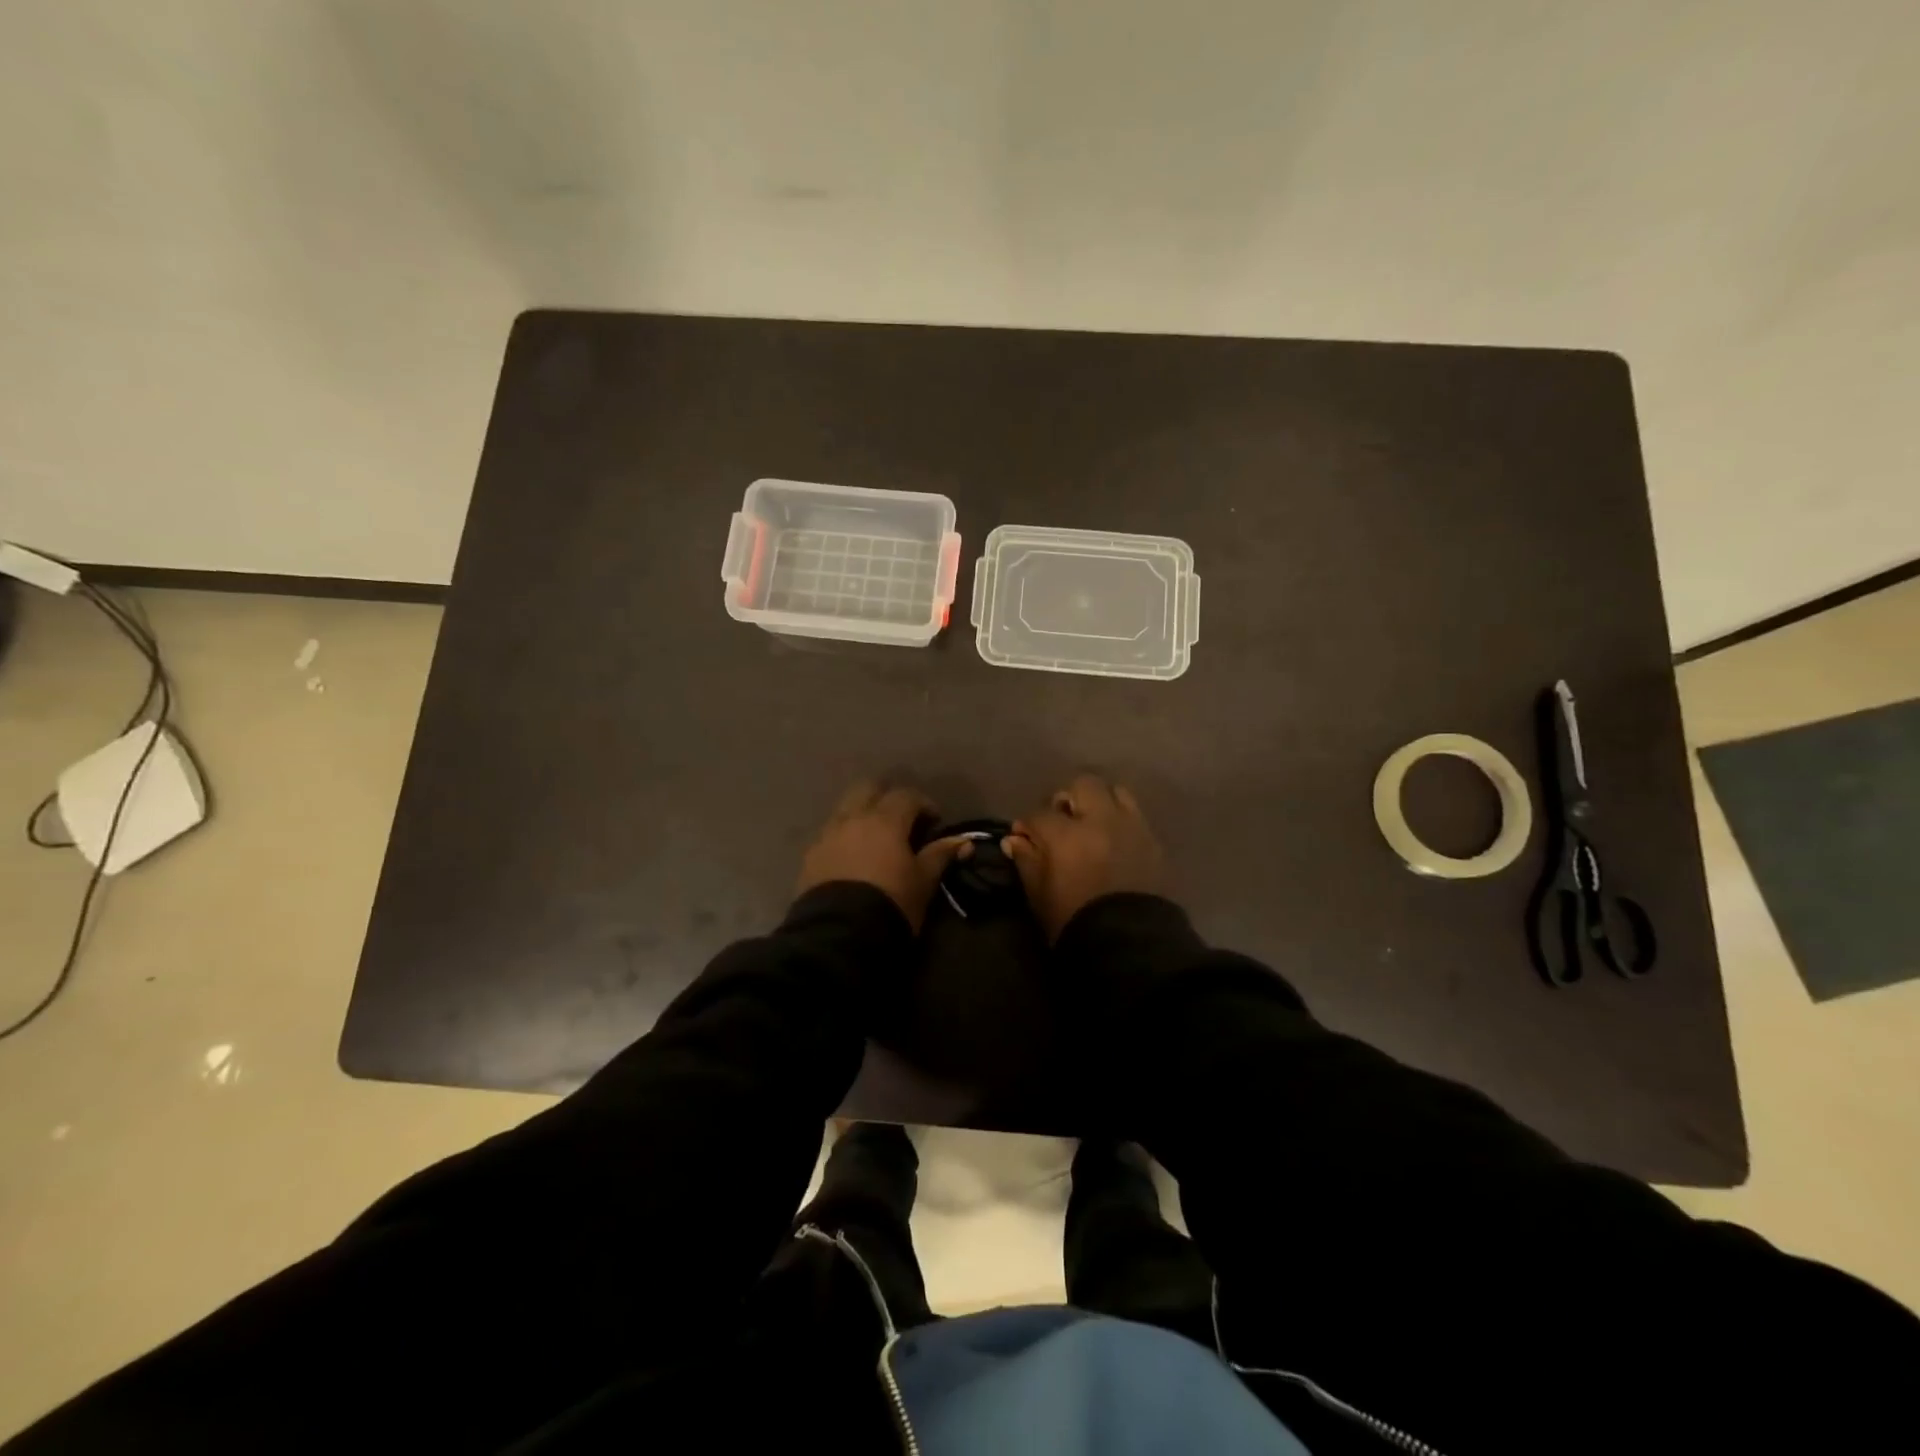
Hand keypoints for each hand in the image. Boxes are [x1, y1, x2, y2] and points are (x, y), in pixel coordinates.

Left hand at [796, 782, 971, 931]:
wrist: (840, 935)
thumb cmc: (891, 902)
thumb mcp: (923, 881)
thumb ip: (940, 855)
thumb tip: (964, 841)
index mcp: (885, 820)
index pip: (906, 795)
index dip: (923, 804)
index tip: (934, 822)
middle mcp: (853, 818)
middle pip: (868, 788)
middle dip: (886, 797)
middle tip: (901, 820)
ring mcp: (827, 834)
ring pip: (845, 808)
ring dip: (862, 814)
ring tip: (874, 839)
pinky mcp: (810, 855)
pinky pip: (830, 834)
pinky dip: (844, 836)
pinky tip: (852, 857)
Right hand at [1003, 774, 1165, 941]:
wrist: (1130, 946)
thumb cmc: (1075, 924)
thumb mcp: (1040, 897)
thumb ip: (1027, 862)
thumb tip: (1015, 840)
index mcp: (1066, 835)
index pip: (1040, 814)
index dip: (1028, 824)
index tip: (1024, 836)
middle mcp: (1100, 821)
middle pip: (1082, 785)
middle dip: (1068, 798)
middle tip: (1062, 820)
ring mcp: (1131, 828)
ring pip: (1115, 791)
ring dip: (1100, 801)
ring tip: (1093, 823)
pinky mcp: (1153, 841)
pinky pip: (1135, 816)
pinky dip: (1121, 820)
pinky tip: (1114, 840)